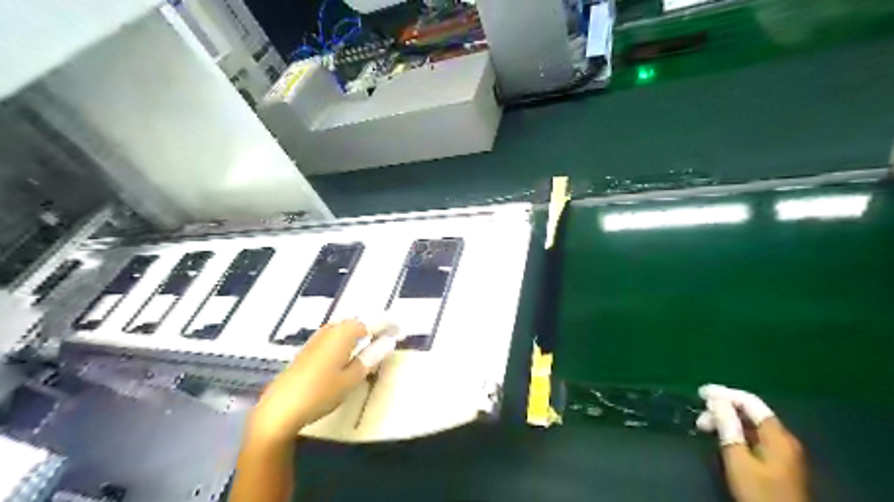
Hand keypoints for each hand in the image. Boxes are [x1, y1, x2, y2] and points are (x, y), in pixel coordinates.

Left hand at [246, 319, 395, 440]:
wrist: (279, 409)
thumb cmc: (320, 393)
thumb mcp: (351, 378)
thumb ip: (371, 357)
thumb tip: (388, 342)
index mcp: (343, 334)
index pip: (372, 323)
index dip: (388, 324)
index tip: (402, 329)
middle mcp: (330, 330)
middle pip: (358, 321)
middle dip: (375, 326)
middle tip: (391, 335)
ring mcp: (317, 338)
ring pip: (345, 328)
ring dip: (361, 331)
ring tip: (375, 341)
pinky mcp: (309, 349)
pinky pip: (335, 335)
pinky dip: (348, 338)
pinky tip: (350, 349)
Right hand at [697, 385, 811, 501]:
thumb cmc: (758, 491)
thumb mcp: (737, 457)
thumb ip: (728, 426)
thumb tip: (716, 399)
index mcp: (777, 434)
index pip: (750, 402)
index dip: (724, 393)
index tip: (700, 393)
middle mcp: (783, 437)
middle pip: (751, 412)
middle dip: (723, 409)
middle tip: (699, 417)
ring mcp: (783, 450)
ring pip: (751, 424)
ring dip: (727, 421)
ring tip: (705, 428)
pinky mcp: (779, 461)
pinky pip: (755, 436)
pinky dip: (736, 432)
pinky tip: (722, 437)